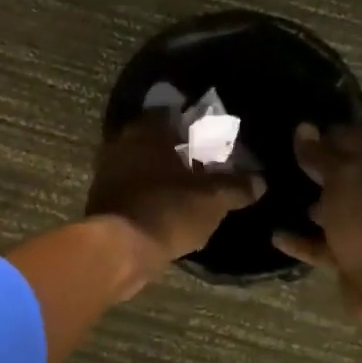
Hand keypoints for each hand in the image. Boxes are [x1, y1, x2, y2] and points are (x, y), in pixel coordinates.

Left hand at [85, 115, 263, 266]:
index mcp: (147, 130)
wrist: (118, 250)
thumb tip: (259, 181)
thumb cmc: (168, 210)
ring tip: (188, 188)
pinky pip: (131, 187)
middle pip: (154, 139)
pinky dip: (148, 193)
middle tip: (203, 163)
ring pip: (141, 163)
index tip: (211, 135)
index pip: (171, 112)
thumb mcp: (213, 199)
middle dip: (177, 149)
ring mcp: (107, 171)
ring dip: (161, 173)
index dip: (193, 122)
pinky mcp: (101, 199)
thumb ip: (237, 186)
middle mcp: (122, 142)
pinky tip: (167, 207)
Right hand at [272, 123, 361, 318]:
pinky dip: (301, 238)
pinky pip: (322, 241)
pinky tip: (275, 234)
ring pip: (333, 206)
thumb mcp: (343, 179)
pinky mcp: (353, 253)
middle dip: (313, 165)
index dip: (326, 132)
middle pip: (343, 171)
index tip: (293, 131)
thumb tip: (304, 128)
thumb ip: (321, 154)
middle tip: (277, 159)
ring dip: (307, 200)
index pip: (355, 137)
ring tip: (272, 193)